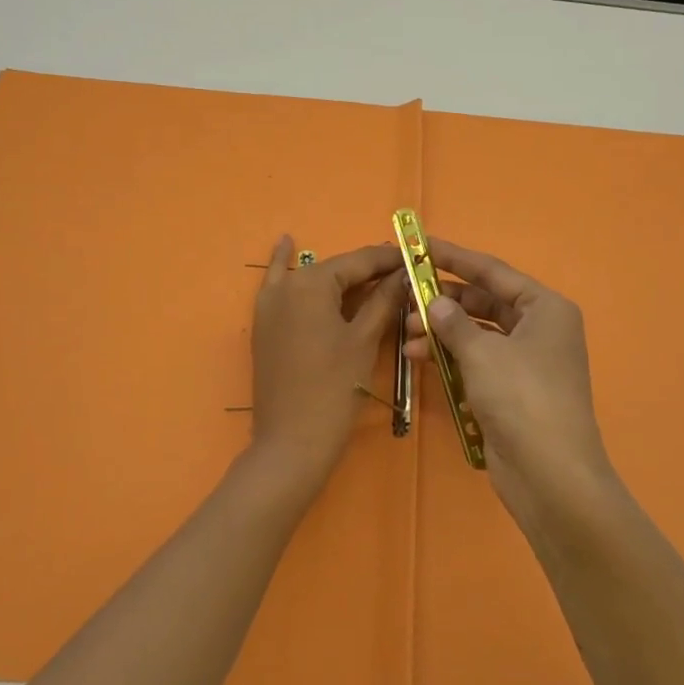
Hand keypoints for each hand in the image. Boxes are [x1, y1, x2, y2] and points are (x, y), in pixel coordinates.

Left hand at [247, 235, 405, 496]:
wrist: (292, 442)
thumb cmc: (335, 389)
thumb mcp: (364, 340)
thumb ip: (383, 300)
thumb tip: (404, 272)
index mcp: (312, 283)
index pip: (359, 261)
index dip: (391, 260)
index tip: (418, 256)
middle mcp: (286, 284)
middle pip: (336, 270)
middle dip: (369, 272)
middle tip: (403, 274)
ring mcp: (269, 304)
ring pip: (314, 280)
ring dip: (341, 278)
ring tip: (373, 275)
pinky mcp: (265, 324)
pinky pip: (279, 286)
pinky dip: (283, 264)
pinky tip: (286, 242)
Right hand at [403, 239, 619, 538]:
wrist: (551, 474)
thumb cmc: (522, 398)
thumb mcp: (483, 353)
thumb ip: (454, 322)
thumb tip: (436, 302)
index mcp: (544, 308)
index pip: (492, 272)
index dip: (454, 257)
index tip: (421, 245)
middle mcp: (539, 328)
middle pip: (484, 302)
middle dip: (444, 300)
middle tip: (405, 297)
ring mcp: (527, 361)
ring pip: (477, 333)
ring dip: (442, 331)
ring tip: (406, 333)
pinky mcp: (512, 390)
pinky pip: (476, 361)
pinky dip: (450, 357)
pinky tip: (418, 357)